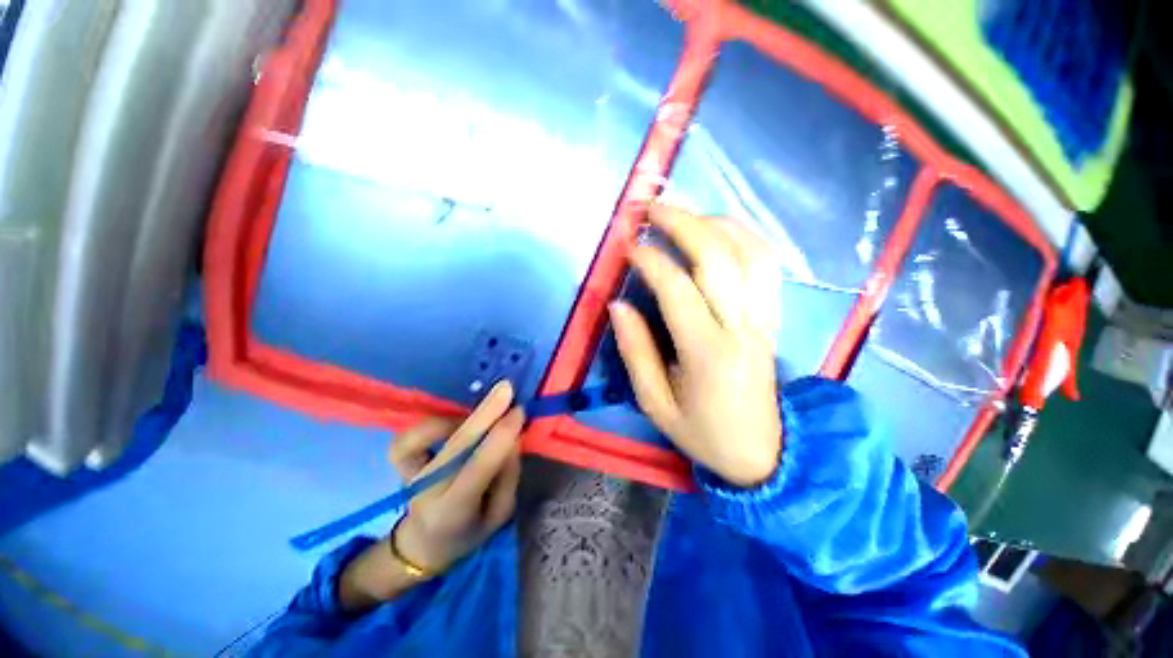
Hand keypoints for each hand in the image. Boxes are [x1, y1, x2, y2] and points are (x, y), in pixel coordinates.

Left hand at [339, 382, 521, 609]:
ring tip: (484, 413)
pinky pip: (408, 438)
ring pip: (427, 437)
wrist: (424, 545)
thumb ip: (508, 475)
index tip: (519, 412)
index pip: (478, 468)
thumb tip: (512, 436)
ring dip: (459, 417)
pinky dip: (429, 424)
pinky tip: (451, 421)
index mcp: (454, 511)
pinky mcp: (400, 464)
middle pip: (456, 445)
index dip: (500, 436)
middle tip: (506, 388)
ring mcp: (409, 475)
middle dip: (484, 413)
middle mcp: (427, 491)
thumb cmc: (470, 530)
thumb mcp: (500, 513)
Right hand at [610, 204, 782, 486]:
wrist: (764, 453)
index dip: (650, 260)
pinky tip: (720, 230)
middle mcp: (742, 327)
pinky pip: (767, 265)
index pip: (677, 288)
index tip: (628, 246)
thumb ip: (635, 351)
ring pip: (750, 252)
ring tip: (684, 215)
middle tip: (652, 209)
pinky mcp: (773, 317)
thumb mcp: (656, 404)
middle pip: (719, 258)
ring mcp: (764, 319)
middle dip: (683, 224)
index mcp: (707, 354)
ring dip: (716, 223)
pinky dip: (745, 237)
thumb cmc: (704, 432)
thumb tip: (619, 305)